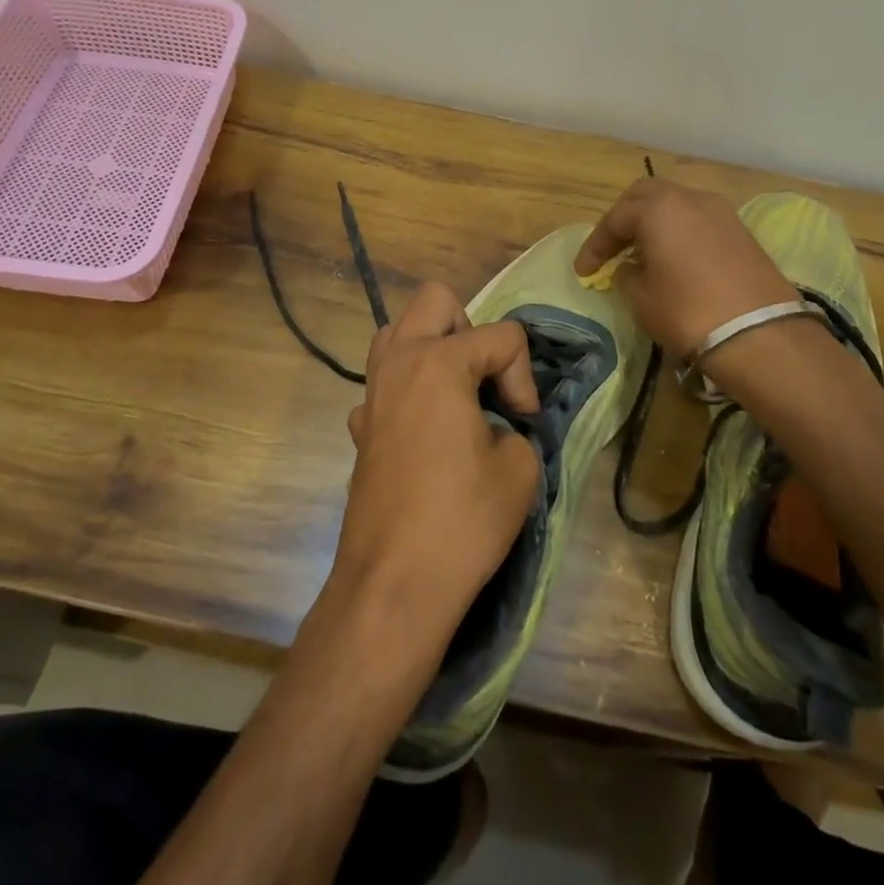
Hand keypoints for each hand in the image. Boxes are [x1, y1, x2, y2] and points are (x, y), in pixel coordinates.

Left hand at [331, 282, 541, 647]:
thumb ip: (517, 428)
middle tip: (485, 381)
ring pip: (400, 332)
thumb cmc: (462, 521)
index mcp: (438, 362)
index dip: (523, 377)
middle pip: (435, 300)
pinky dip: (409, 392)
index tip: (522, 422)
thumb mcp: (519, 469)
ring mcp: (371, 393)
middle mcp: (398, 362)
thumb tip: (497, 427)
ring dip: (433, 349)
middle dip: (471, 331)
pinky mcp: (360, 427)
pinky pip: (385, 383)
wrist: (393, 584)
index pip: (502, 336)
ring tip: (458, 395)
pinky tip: (426, 434)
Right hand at [572, 178, 795, 359]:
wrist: (760, 335)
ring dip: (654, 223)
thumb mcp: (641, 298)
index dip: (595, 245)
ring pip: (676, 204)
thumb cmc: (687, 312)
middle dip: (624, 219)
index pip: (615, 219)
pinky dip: (679, 232)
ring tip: (643, 253)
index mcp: (658, 208)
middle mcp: (689, 198)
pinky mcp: (741, 231)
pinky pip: (698, 220)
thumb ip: (626, 274)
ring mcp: (721, 212)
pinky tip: (674, 259)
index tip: (583, 271)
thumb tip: (631, 267)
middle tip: (612, 247)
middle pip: (646, 196)